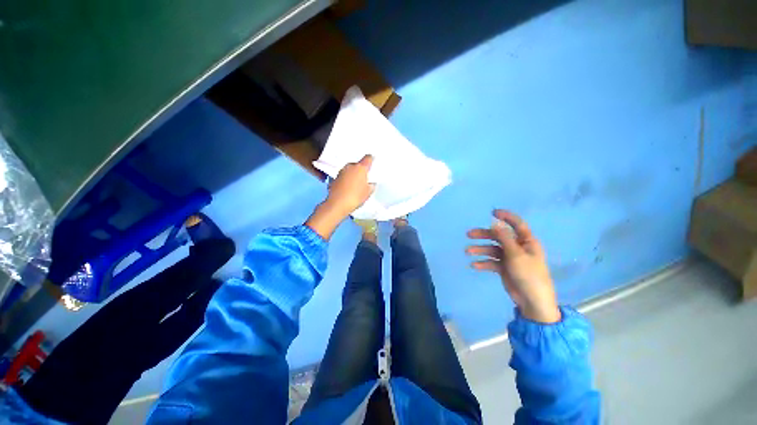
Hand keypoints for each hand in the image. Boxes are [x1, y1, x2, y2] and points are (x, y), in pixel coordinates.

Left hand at [305, 155, 374, 239]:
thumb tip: (370, 183)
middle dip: (361, 170)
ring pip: (350, 170)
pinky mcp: (335, 178)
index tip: (372, 163)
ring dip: (353, 174)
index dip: (371, 160)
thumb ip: (371, 185)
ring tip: (356, 184)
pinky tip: (348, 188)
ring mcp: (341, 172)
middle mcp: (350, 166)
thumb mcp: (368, 192)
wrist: (337, 204)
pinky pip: (344, 176)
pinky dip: (346, 180)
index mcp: (360, 168)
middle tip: (365, 178)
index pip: (368, 158)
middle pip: (358, 164)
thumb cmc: (355, 197)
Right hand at [466, 210, 560, 322]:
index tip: (492, 212)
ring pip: (492, 249)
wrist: (532, 301)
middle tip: (469, 234)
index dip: (506, 216)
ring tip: (467, 252)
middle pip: (498, 237)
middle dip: (484, 235)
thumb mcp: (516, 254)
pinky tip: (474, 265)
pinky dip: (483, 263)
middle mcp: (518, 247)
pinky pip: (491, 262)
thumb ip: (504, 238)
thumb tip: (494, 222)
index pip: (517, 224)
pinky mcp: (504, 268)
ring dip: (480, 250)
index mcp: (526, 241)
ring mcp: (510, 258)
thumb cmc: (528, 274)